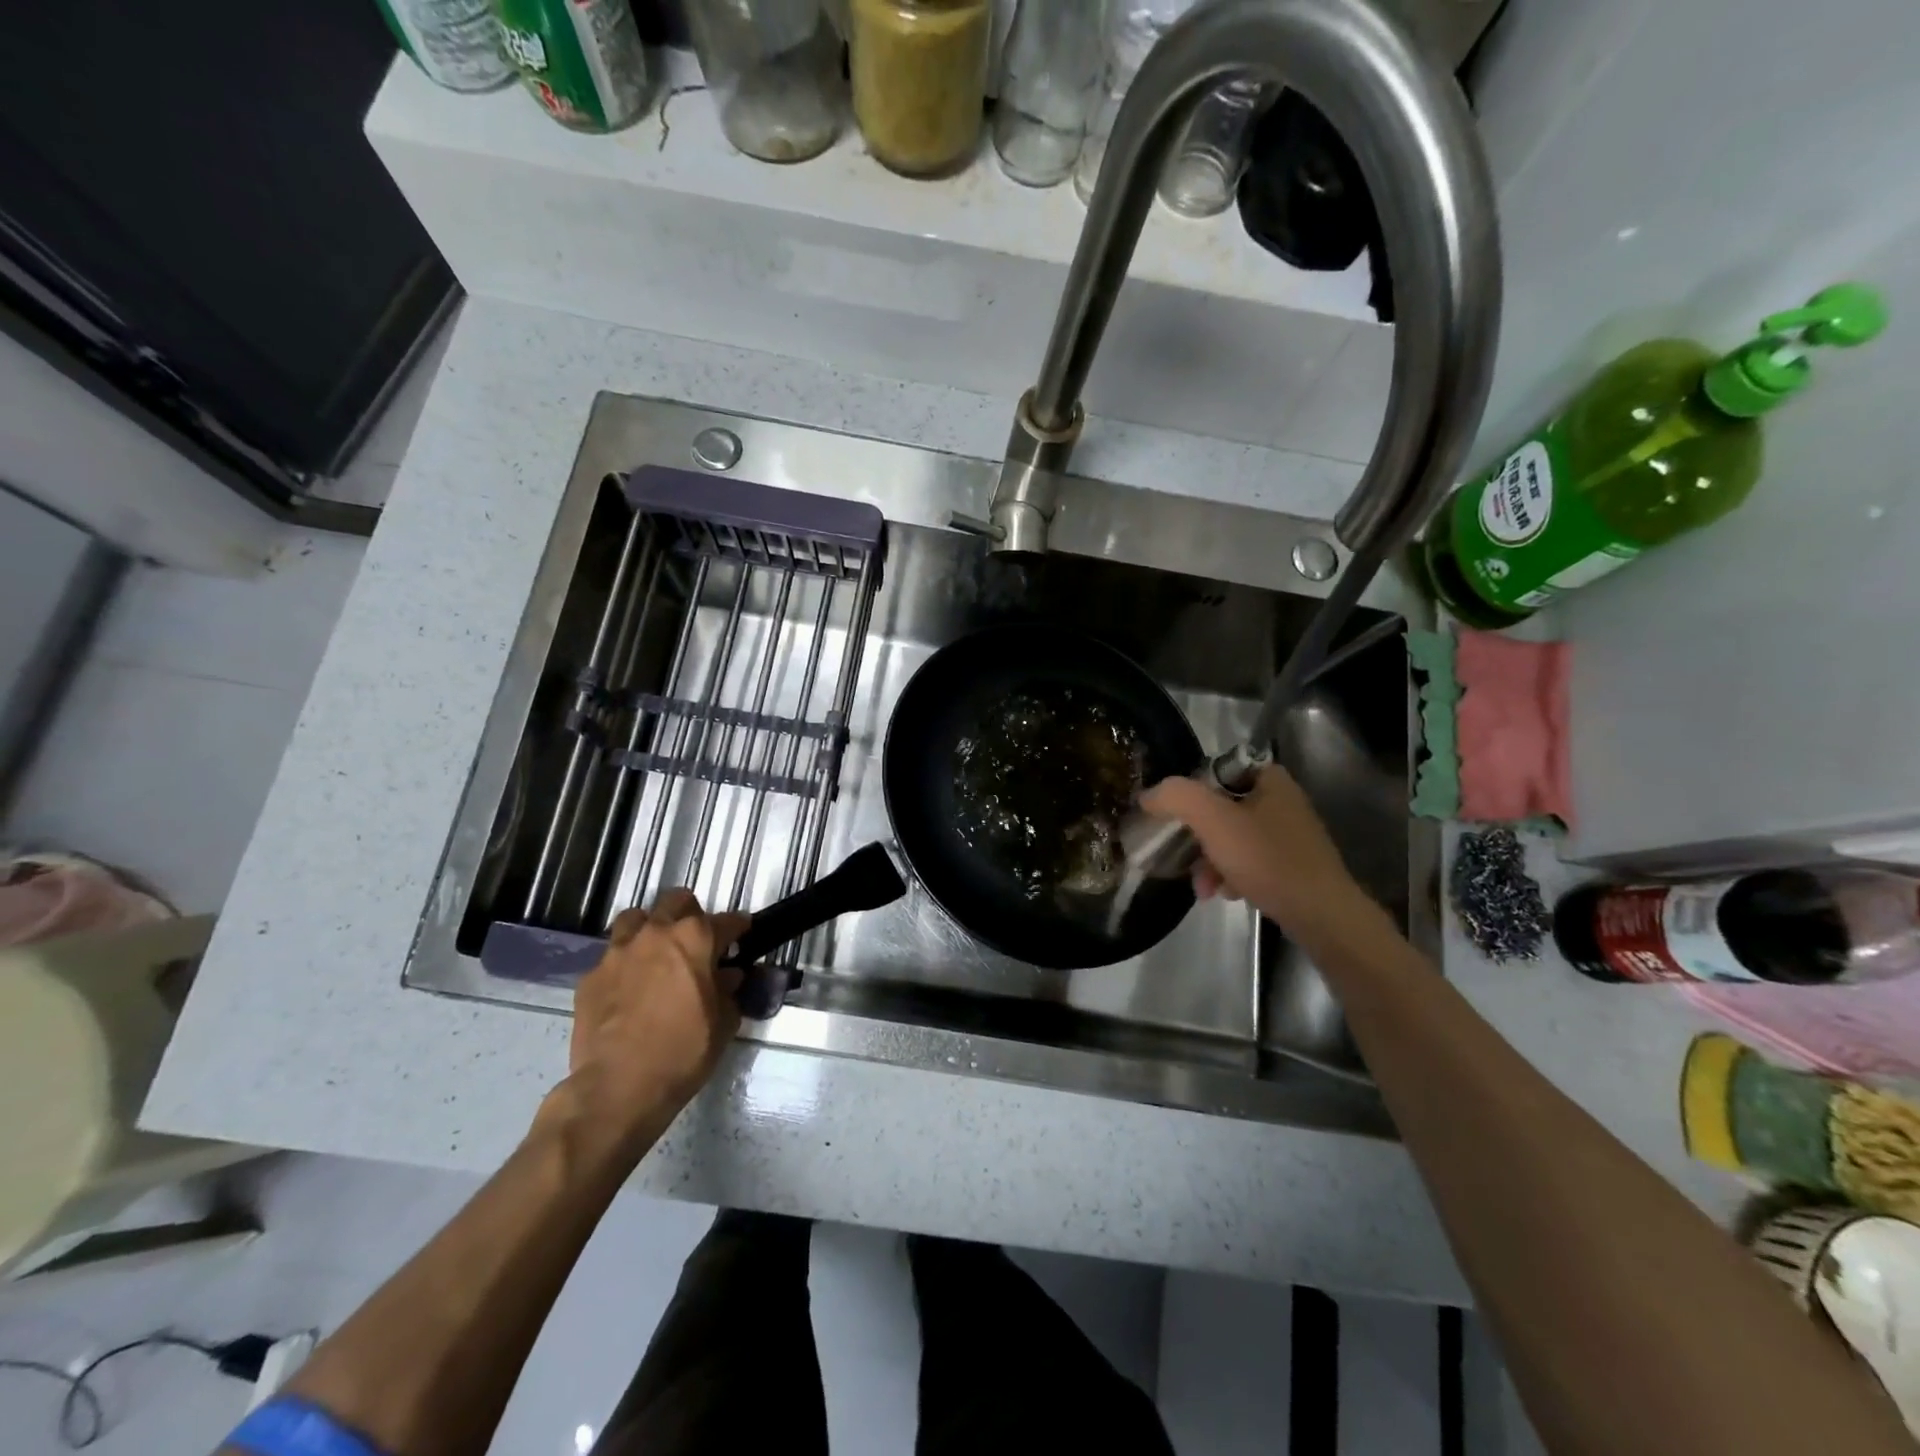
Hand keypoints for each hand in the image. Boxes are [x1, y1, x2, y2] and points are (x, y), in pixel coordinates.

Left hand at [556, 889, 750, 1158]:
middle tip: (697, 939)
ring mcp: (618, 952)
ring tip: (657, 952)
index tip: (743, 934)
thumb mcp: (723, 1023)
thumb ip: (728, 991)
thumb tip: (726, 977)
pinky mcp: (590, 977)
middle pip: (676, 902)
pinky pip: (611, 957)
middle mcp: (656, 934)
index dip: (738, 928)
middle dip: (691, 914)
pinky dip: (624, 965)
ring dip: (650, 928)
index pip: (726, 921)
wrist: (618, 1087)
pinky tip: (629, 988)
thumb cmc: (683, 1051)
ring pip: (635, 919)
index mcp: (695, 938)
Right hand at [1140, 766, 1372, 942]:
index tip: (1173, 820)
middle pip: (1219, 809)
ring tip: (1205, 888)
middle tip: (1182, 860)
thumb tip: (1149, 795)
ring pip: (1231, 838)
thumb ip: (1177, 798)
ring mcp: (1288, 833)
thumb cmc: (1267, 860)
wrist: (1322, 915)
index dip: (1188, 795)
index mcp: (1268, 778)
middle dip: (1197, 838)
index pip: (1213, 773)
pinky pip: (1249, 860)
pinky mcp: (1292, 863)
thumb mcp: (1213, 822)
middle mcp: (1281, 799)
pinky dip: (1231, 874)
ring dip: (1210, 862)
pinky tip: (1227, 894)